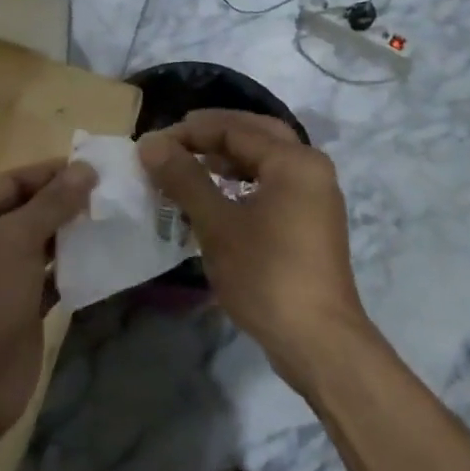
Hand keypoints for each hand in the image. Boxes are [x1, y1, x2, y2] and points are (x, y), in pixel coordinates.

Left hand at [0, 159, 93, 454]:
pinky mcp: (23, 309)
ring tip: (117, 219)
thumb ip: (51, 204)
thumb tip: (85, 168)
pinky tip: (107, 257)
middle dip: (67, 202)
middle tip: (114, 192)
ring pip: (44, 245)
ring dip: (75, 234)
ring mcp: (2, 278)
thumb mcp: (13, 241)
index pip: (13, 181)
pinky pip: (53, 278)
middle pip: (30, 211)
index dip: (52, 172)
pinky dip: (76, 268)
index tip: (96, 166)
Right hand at [137, 112, 365, 384]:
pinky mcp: (311, 221)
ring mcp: (315, 195)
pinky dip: (243, 180)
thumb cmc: (267, 275)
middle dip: (213, 135)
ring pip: (265, 160)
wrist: (318, 342)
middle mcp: (311, 168)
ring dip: (227, 157)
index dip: (189, 132)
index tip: (152, 146)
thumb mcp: (217, 224)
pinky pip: (273, 183)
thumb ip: (184, 178)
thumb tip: (150, 143)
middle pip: (256, 134)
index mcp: (294, 160)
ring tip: (190, 166)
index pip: (234, 128)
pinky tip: (218, 195)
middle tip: (175, 142)